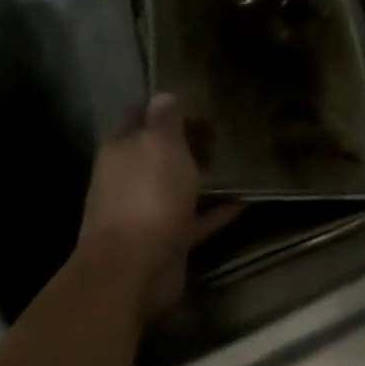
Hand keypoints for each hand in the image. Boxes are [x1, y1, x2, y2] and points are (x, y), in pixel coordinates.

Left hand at [77, 95, 239, 318]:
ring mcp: (144, 213)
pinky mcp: (166, 240)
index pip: (136, 117)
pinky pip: (195, 219)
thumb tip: (163, 95)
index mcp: (120, 152)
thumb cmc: (147, 195)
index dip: (159, 105)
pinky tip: (244, 202)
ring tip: (235, 163)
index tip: (190, 96)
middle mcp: (127, 180)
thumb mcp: (161, 145)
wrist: (134, 269)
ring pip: (174, 187)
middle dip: (182, 143)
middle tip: (220, 128)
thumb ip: (164, 120)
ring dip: (198, 178)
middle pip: (155, 154)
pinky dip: (215, 211)